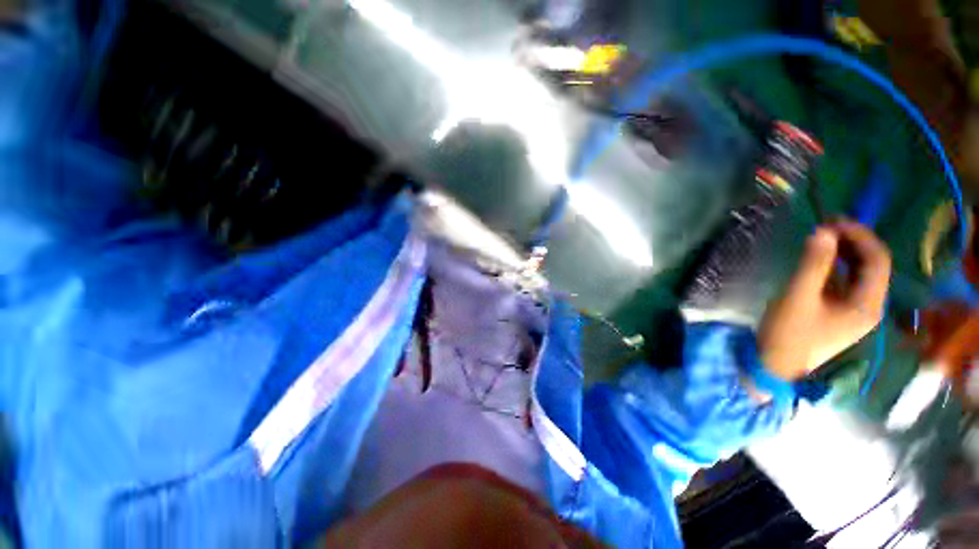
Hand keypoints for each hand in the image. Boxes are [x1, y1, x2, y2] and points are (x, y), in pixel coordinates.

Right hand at [758, 222, 891, 380]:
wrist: (775, 364)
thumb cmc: (788, 333)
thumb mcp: (798, 297)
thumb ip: (813, 264)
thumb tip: (823, 231)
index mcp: (868, 304)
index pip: (877, 260)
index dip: (860, 236)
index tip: (833, 221)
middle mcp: (869, 306)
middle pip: (872, 265)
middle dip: (854, 242)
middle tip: (826, 225)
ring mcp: (855, 310)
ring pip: (860, 273)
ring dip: (845, 252)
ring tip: (823, 238)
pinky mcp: (840, 312)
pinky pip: (847, 282)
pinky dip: (836, 266)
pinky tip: (820, 260)